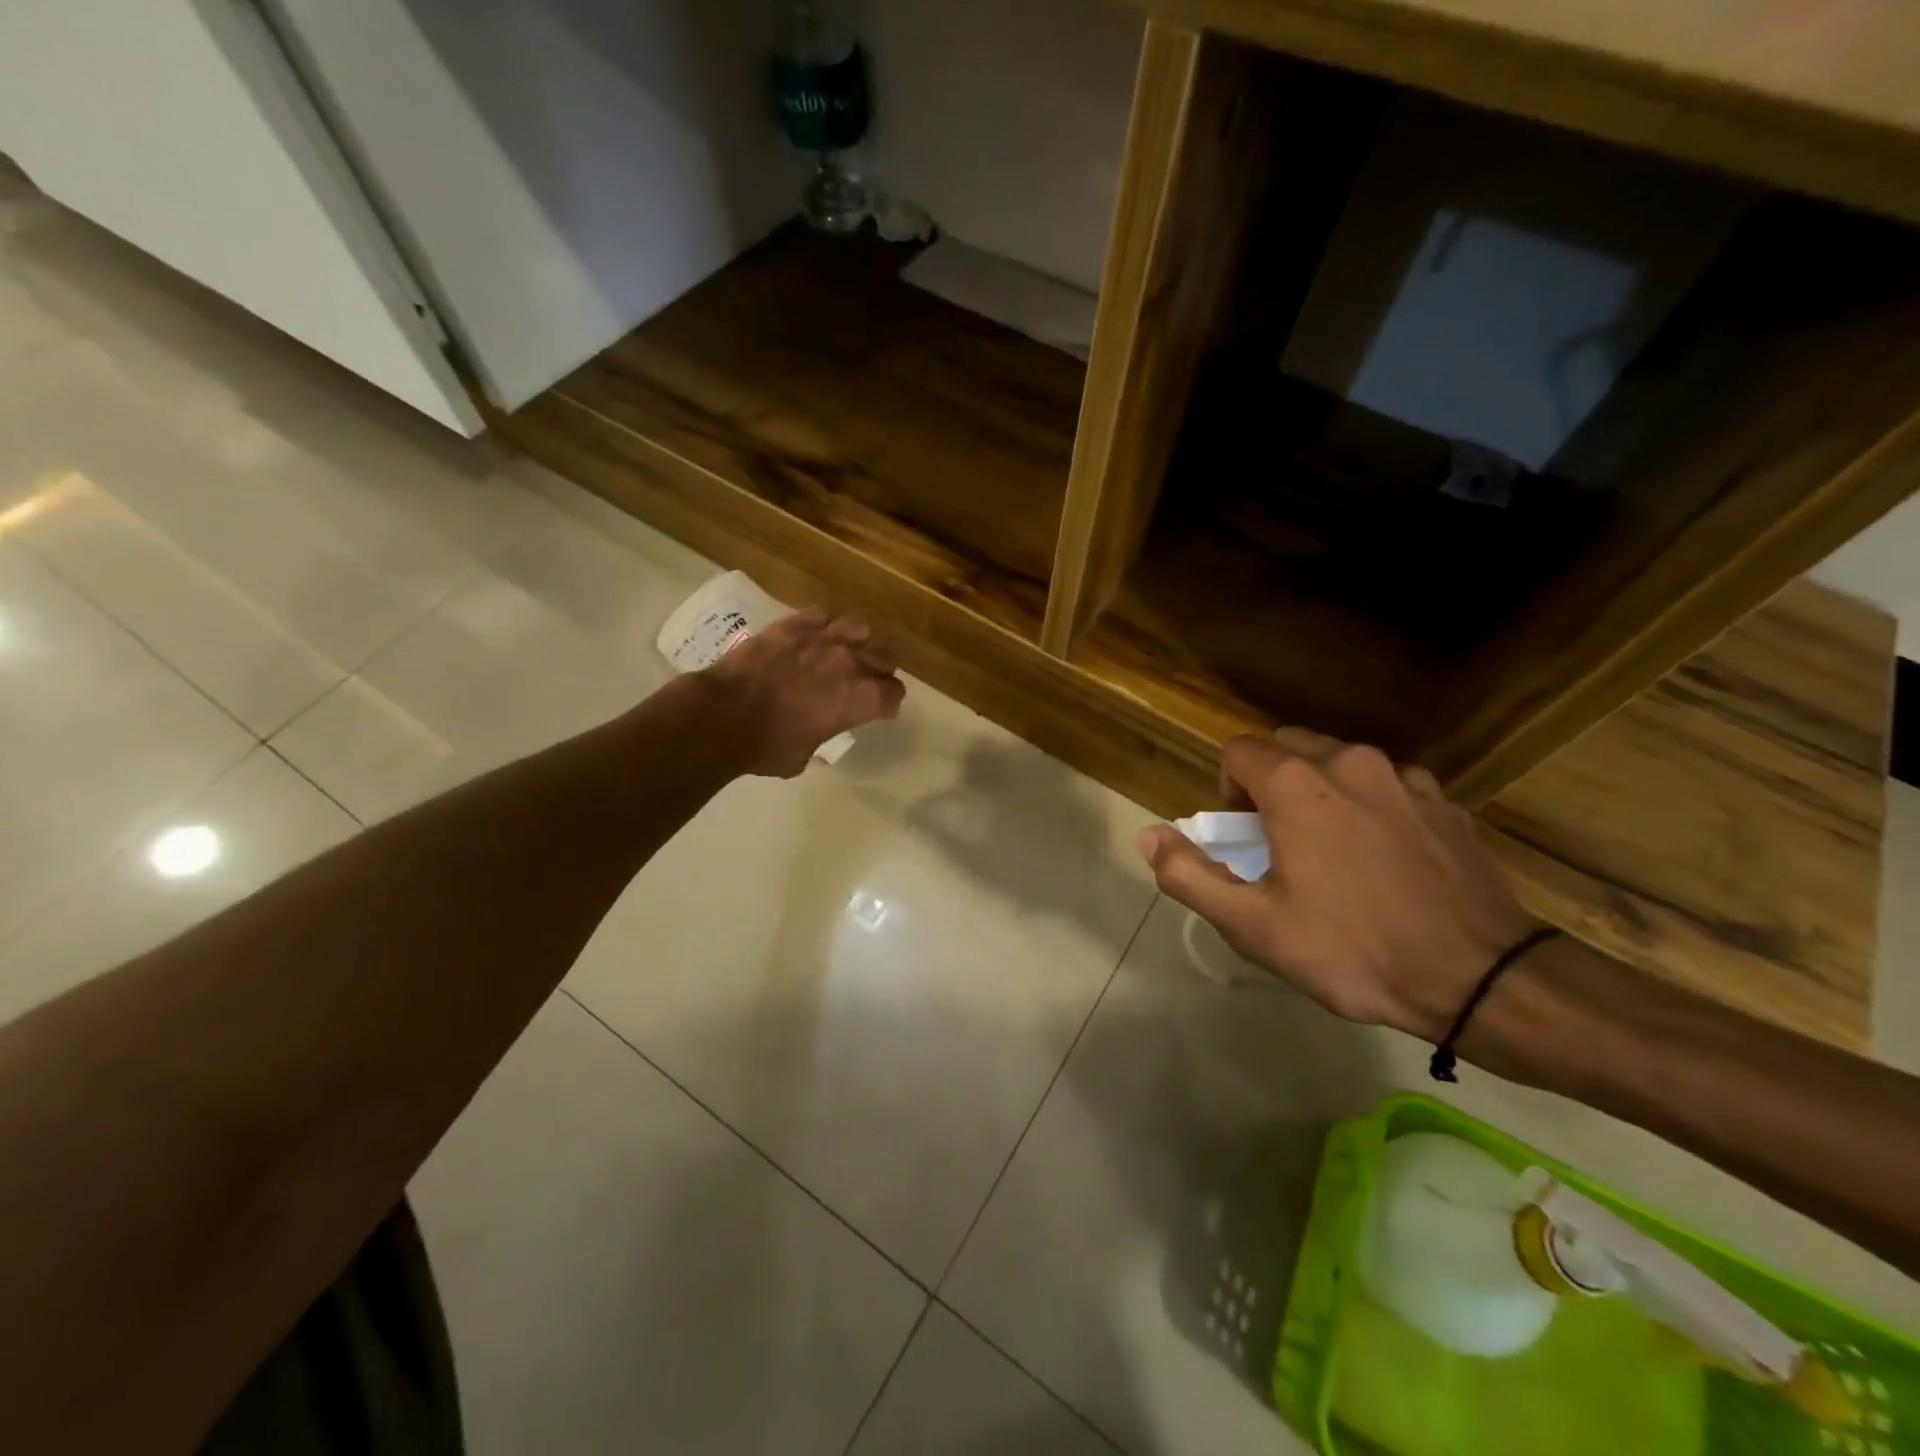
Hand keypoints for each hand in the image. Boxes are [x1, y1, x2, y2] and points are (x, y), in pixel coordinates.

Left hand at [703, 610, 905, 776]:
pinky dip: (820, 628)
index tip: (880, 710)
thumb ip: (821, 735)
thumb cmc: (767, 746)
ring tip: (842, 653)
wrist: (722, 715)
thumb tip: (814, 731)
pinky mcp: (791, 625)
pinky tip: (810, 638)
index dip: (888, 703)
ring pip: (859, 629)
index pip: (894, 694)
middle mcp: (849, 663)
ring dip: (856, 642)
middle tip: (865, 684)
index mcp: (859, 699)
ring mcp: (821, 638)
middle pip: (884, 659)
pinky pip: (819, 617)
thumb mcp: (804, 755)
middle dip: (879, 673)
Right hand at [1135, 729, 1539, 1040]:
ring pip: (1341, 761)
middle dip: (1271, 780)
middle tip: (1278, 839)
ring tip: (1333, 849)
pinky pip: (1388, 784)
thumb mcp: (1255, 926)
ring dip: (1321, 789)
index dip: (1228, 788)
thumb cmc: (1355, 951)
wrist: (1482, 979)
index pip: (1239, 751)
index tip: (1242, 835)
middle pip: (1289, 745)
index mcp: (1298, 785)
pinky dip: (1370, 803)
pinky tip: (1384, 857)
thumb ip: (1190, 875)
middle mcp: (1351, 762)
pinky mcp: (1445, 802)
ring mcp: (1405, 778)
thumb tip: (1147, 835)